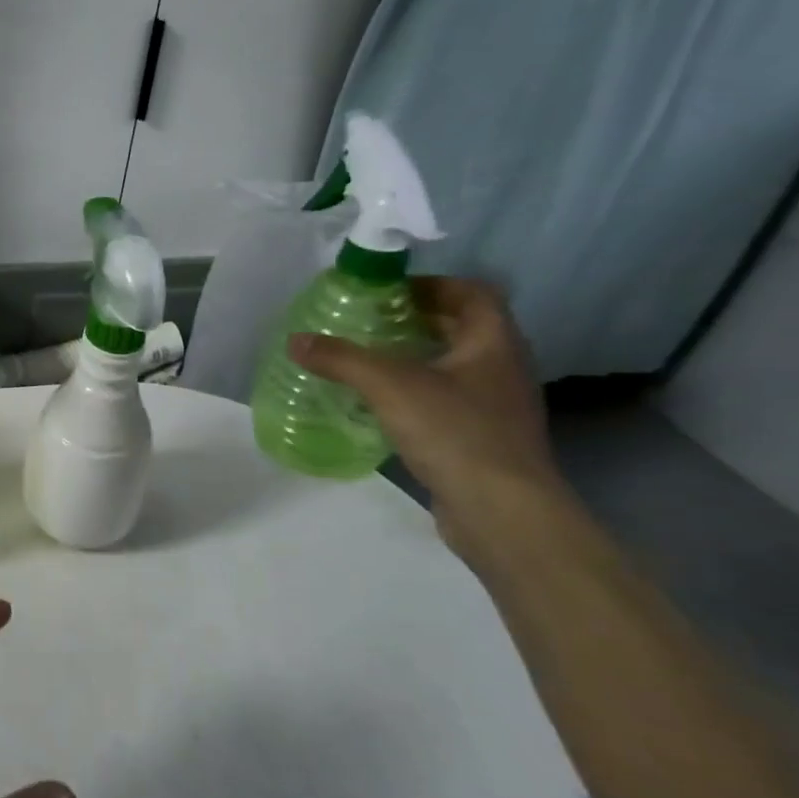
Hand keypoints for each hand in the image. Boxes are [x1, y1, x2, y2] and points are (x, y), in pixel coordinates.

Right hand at [288, 278, 566, 546]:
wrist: (503, 512)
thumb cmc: (455, 432)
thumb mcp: (389, 386)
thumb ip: (341, 359)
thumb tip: (295, 340)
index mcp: (494, 344)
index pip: (473, 294)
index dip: (433, 284)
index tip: (388, 291)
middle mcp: (502, 369)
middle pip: (462, 327)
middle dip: (415, 319)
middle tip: (367, 320)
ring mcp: (496, 406)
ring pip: (453, 365)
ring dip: (414, 356)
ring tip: (366, 359)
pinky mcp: (482, 438)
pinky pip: (447, 399)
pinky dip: (415, 392)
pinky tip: (380, 404)